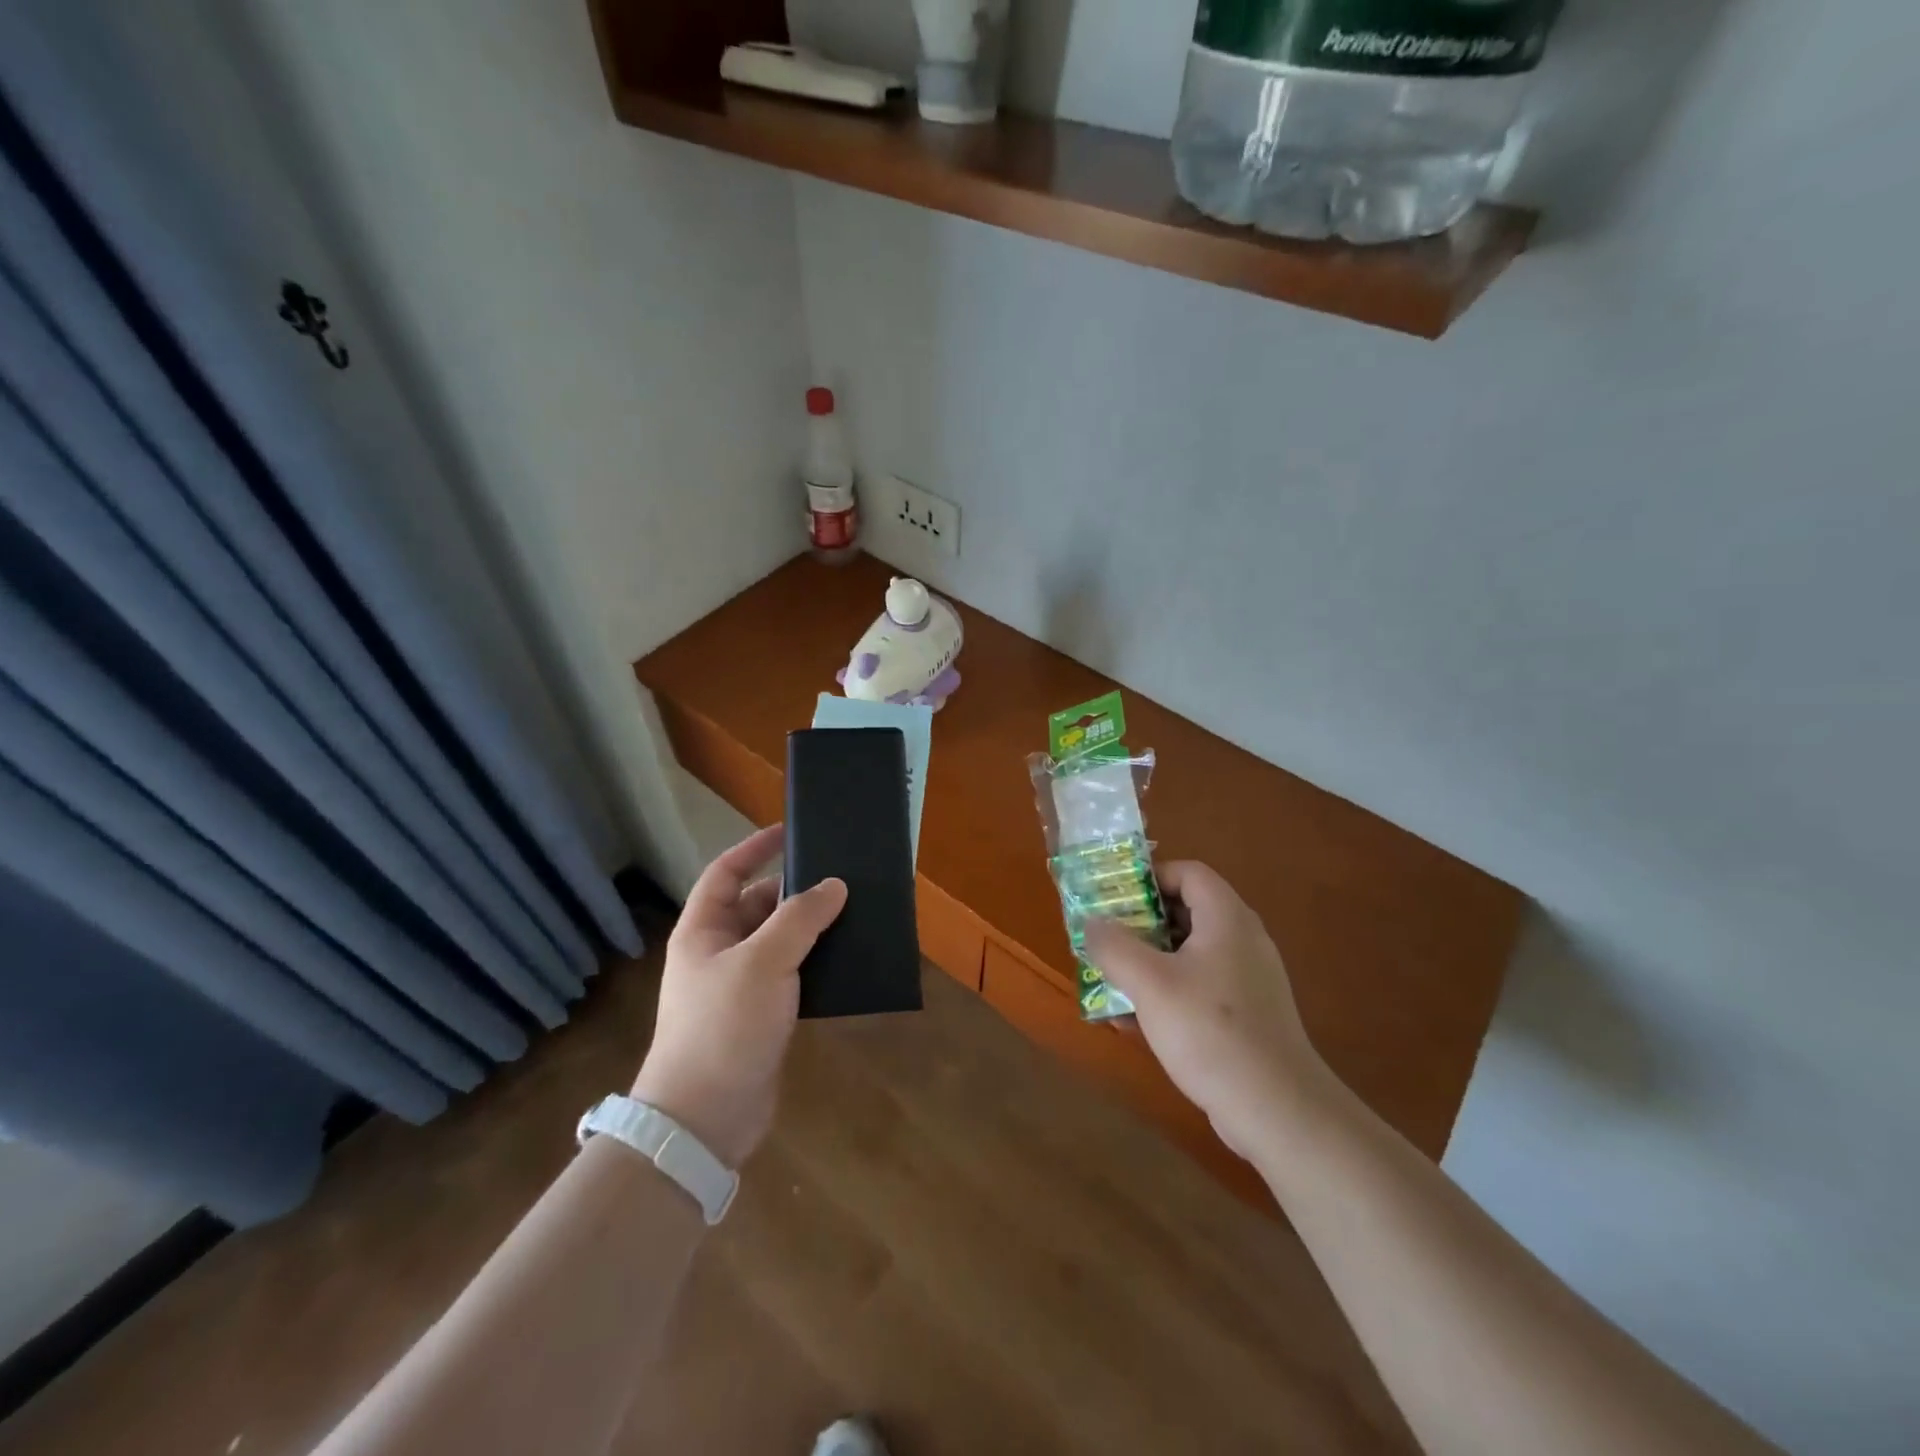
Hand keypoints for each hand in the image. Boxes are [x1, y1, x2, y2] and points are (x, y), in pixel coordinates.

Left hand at [631, 826, 845, 1167]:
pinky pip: (792, 976)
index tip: (791, 832)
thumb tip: (835, 885)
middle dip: (795, 891)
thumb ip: (800, 918)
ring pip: (779, 942)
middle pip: (758, 906)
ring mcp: (740, 986)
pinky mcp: (761, 1016)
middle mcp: (719, 953)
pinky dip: (816, 964)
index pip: (725, 873)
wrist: (705, 1118)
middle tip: (841, 878)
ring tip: (854, 913)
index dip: (754, 848)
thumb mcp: (764, 962)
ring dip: (812, 929)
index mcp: (703, 931)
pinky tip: (847, 960)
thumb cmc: (724, 1026)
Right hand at [1081, 862, 1331, 1160]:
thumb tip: (1091, 922)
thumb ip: (1113, 946)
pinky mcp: (1248, 1014)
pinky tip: (1137, 1023)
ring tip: (1113, 982)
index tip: (1114, 900)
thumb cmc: (1210, 1031)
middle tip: (1106, 941)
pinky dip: (1169, 993)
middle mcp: (1242, 939)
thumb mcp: (1149, 983)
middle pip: (1187, 911)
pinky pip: (1201, 987)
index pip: (1188, 872)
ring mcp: (1249, 979)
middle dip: (1141, 924)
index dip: (1149, 878)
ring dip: (1149, 962)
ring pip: (1189, 953)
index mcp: (1226, 918)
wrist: (1277, 1110)